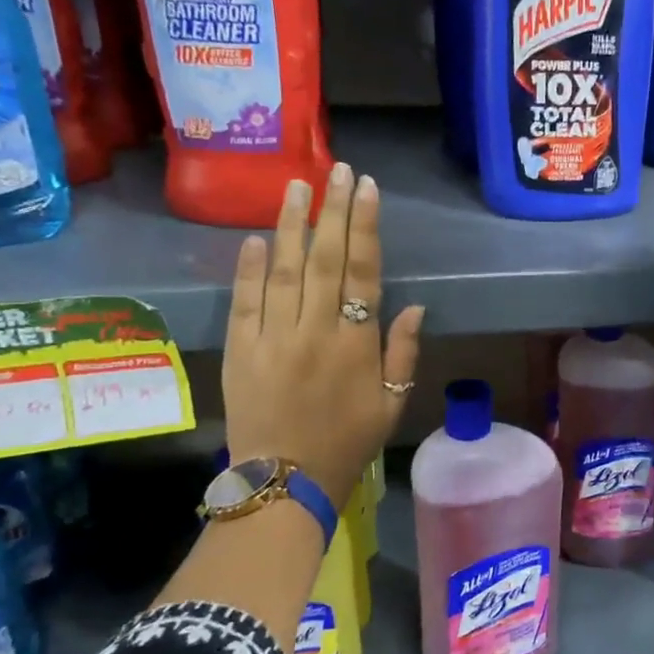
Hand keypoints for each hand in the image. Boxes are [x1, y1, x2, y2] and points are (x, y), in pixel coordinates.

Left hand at [222, 163, 424, 510]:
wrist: (285, 483)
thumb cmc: (347, 443)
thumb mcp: (392, 404)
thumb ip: (403, 352)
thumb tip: (413, 305)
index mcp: (356, 344)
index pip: (363, 272)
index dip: (365, 227)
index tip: (366, 189)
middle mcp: (315, 331)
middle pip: (324, 259)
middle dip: (332, 211)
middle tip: (336, 170)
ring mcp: (273, 339)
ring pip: (282, 270)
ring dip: (290, 225)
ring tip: (296, 186)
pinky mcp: (240, 351)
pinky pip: (244, 301)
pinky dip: (248, 267)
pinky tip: (255, 237)